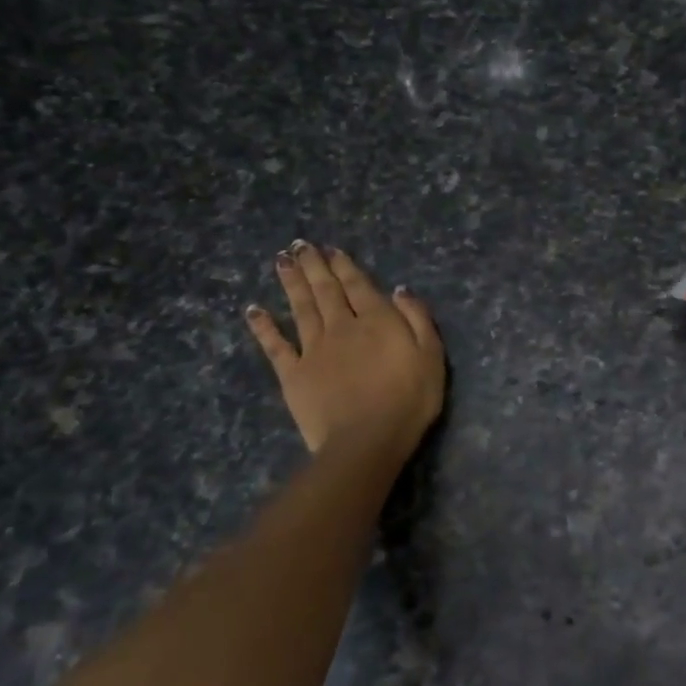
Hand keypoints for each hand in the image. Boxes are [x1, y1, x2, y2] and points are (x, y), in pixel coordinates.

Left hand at [245, 243, 444, 456]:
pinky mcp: (293, 374)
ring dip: (291, 283)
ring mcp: (313, 349)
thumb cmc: (409, 399)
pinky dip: (263, 327)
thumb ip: (418, 319)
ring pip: (300, 308)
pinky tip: (254, 310)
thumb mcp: (431, 356)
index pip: (358, 285)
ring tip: (281, 260)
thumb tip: (400, 290)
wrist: (366, 440)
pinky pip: (275, 346)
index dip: (344, 265)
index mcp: (376, 320)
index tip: (331, 249)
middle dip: (313, 266)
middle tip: (299, 245)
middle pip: (325, 290)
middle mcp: (341, 326)